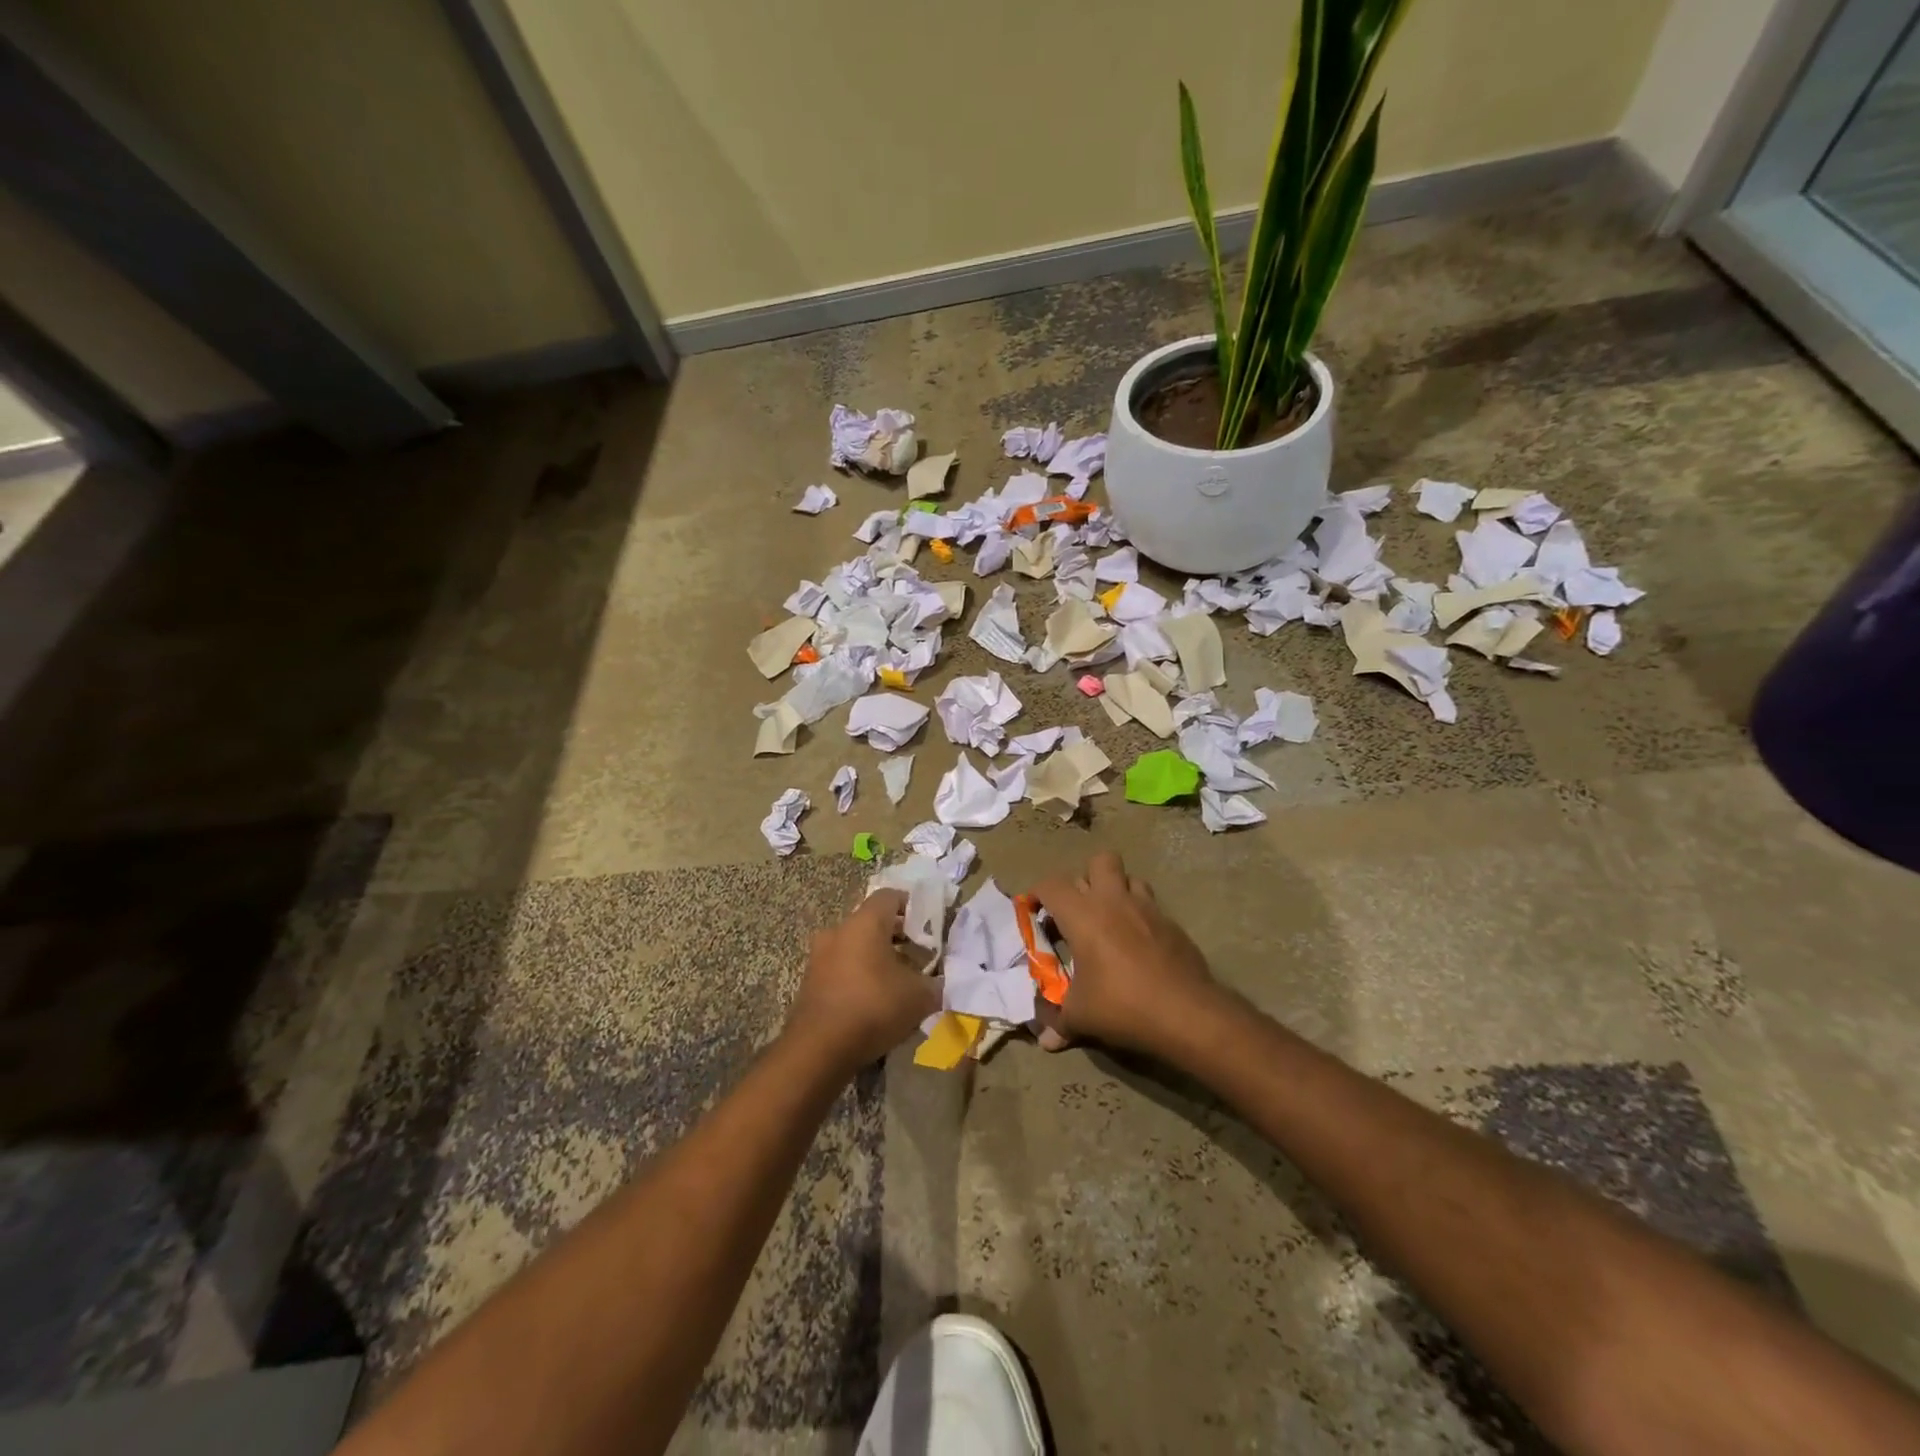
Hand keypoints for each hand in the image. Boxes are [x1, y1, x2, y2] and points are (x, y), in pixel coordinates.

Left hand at [786, 890, 940, 1069]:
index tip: (928, 924)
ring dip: (876, 957)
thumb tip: (939, 982)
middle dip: (896, 935)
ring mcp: (819, 956)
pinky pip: (841, 968)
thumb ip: (934, 983)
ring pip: (855, 946)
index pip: (889, 896)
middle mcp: (838, 931)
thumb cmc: (873, 1008)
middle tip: (918, 955)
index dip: (911, 906)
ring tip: (898, 981)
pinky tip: (874, 1001)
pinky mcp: (810, 982)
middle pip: (871, 922)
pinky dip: (858, 976)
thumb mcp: (919, 997)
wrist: (818, 1050)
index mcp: (865, 923)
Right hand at [1029, 852, 1219, 1056]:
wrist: (1187, 1013)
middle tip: (1079, 910)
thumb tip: (1044, 1041)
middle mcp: (1114, 900)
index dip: (1039, 894)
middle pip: (1099, 861)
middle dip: (1086, 878)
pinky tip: (1138, 945)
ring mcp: (1148, 908)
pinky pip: (1151, 905)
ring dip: (1117, 891)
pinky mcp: (1172, 923)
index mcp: (1083, 914)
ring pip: (1129, 878)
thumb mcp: (1081, 1017)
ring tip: (1110, 920)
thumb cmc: (1122, 1005)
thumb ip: (1058, 1022)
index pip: (1052, 884)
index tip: (1035, 912)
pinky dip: (1140, 916)